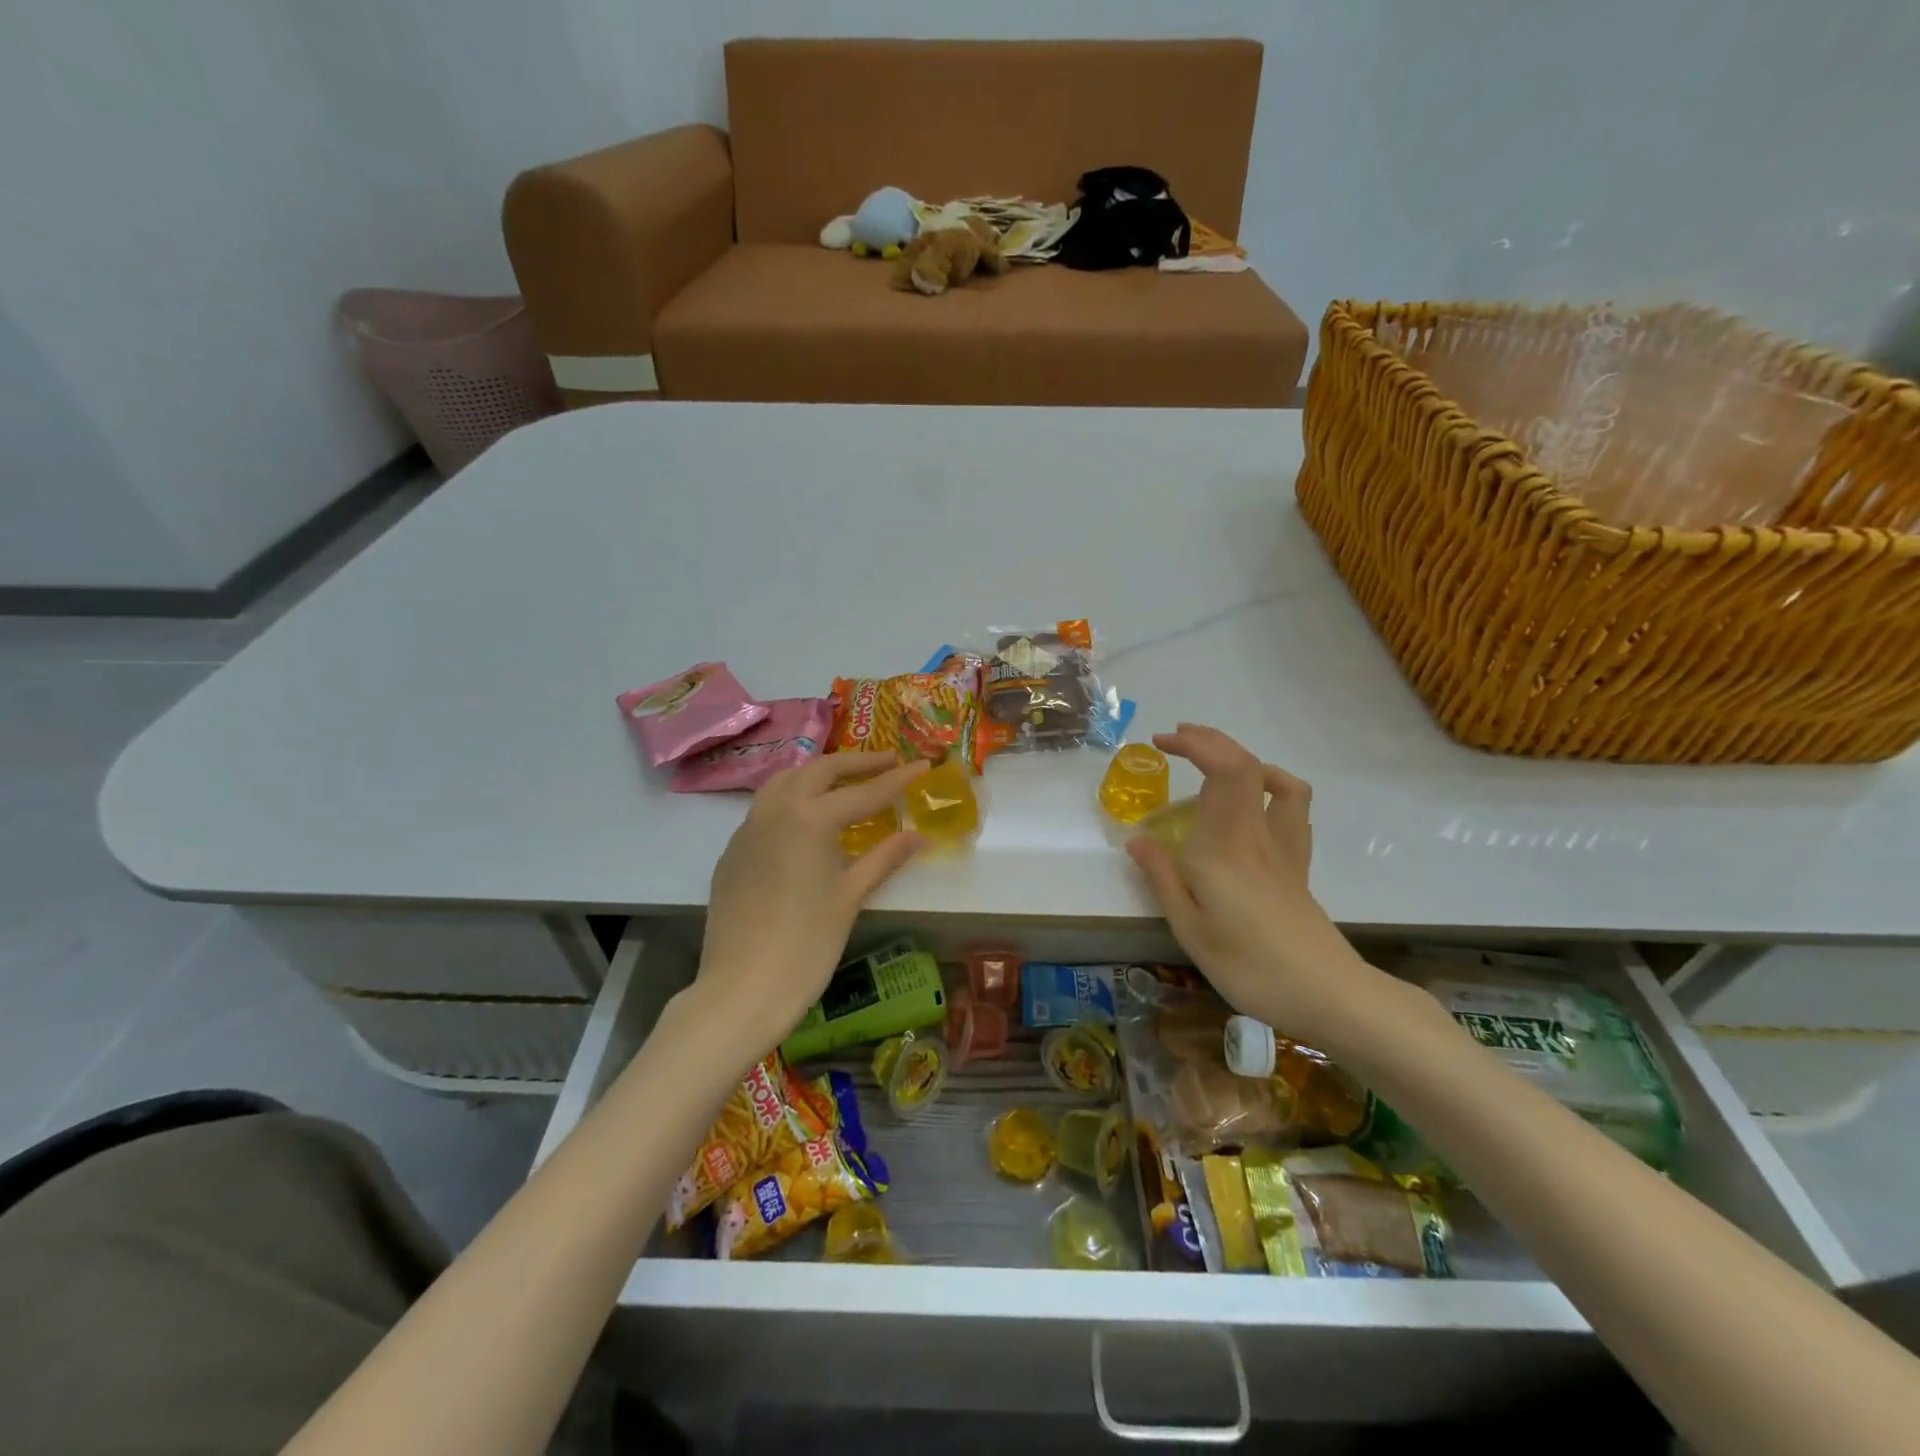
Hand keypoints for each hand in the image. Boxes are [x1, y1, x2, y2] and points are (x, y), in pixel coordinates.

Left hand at [695, 752, 928, 1058]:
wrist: (742, 989)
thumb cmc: (807, 945)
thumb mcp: (851, 897)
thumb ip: (884, 858)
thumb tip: (918, 836)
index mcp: (810, 819)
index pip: (863, 792)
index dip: (897, 780)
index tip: (923, 764)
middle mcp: (776, 811)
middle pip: (820, 771)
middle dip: (856, 764)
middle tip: (887, 762)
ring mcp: (748, 829)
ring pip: (785, 781)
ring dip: (818, 773)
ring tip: (845, 780)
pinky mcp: (733, 851)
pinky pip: (765, 807)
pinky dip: (791, 797)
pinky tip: (805, 819)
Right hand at [1126, 724, 1381, 1045]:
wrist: (1326, 995)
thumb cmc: (1248, 965)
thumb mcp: (1189, 928)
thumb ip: (1163, 878)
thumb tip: (1138, 840)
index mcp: (1226, 845)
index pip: (1224, 770)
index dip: (1196, 744)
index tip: (1161, 743)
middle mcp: (1258, 834)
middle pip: (1247, 765)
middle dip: (1211, 741)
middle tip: (1175, 741)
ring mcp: (1284, 848)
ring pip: (1278, 782)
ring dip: (1244, 760)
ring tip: (1214, 768)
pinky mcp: (1298, 865)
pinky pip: (1293, 810)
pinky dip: (1273, 790)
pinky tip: (1252, 807)